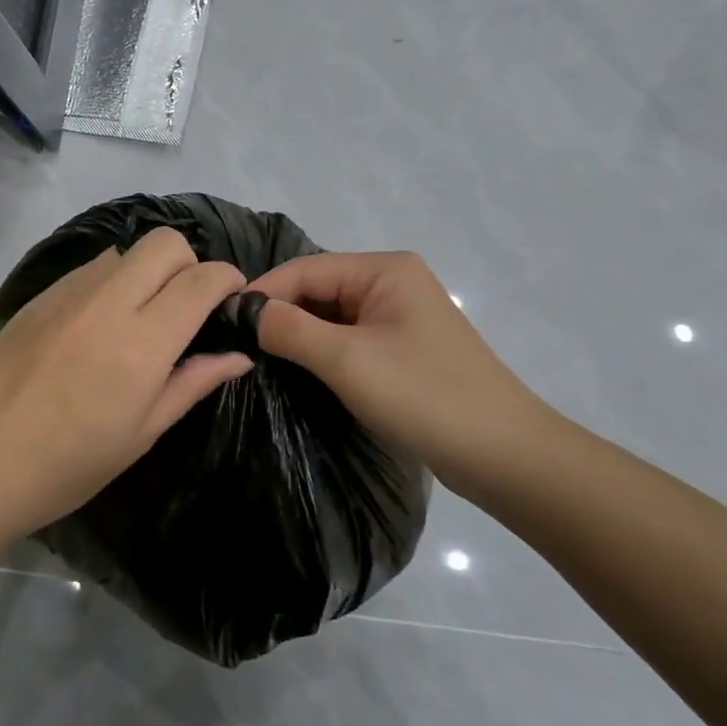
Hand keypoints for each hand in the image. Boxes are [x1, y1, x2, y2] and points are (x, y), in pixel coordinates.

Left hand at [0, 228, 252, 545]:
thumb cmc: (68, 466)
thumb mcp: (141, 434)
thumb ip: (192, 383)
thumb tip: (238, 355)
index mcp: (141, 342)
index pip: (201, 280)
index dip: (227, 280)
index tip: (233, 298)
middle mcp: (107, 302)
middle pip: (165, 243)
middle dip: (190, 263)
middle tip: (187, 306)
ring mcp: (67, 294)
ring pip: (125, 251)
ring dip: (147, 272)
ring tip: (138, 317)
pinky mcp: (38, 296)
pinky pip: (89, 269)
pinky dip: (109, 282)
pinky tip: (96, 326)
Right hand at [250, 251, 561, 491]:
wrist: (505, 456)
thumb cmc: (424, 396)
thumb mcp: (347, 360)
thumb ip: (290, 328)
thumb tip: (244, 311)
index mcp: (384, 269)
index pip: (306, 269)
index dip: (262, 292)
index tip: (222, 321)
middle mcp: (392, 283)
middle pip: (318, 289)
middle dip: (279, 314)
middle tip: (235, 344)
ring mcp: (400, 317)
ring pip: (331, 316)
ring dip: (298, 335)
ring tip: (257, 359)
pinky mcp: (403, 350)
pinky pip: (349, 339)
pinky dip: (321, 352)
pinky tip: (297, 372)